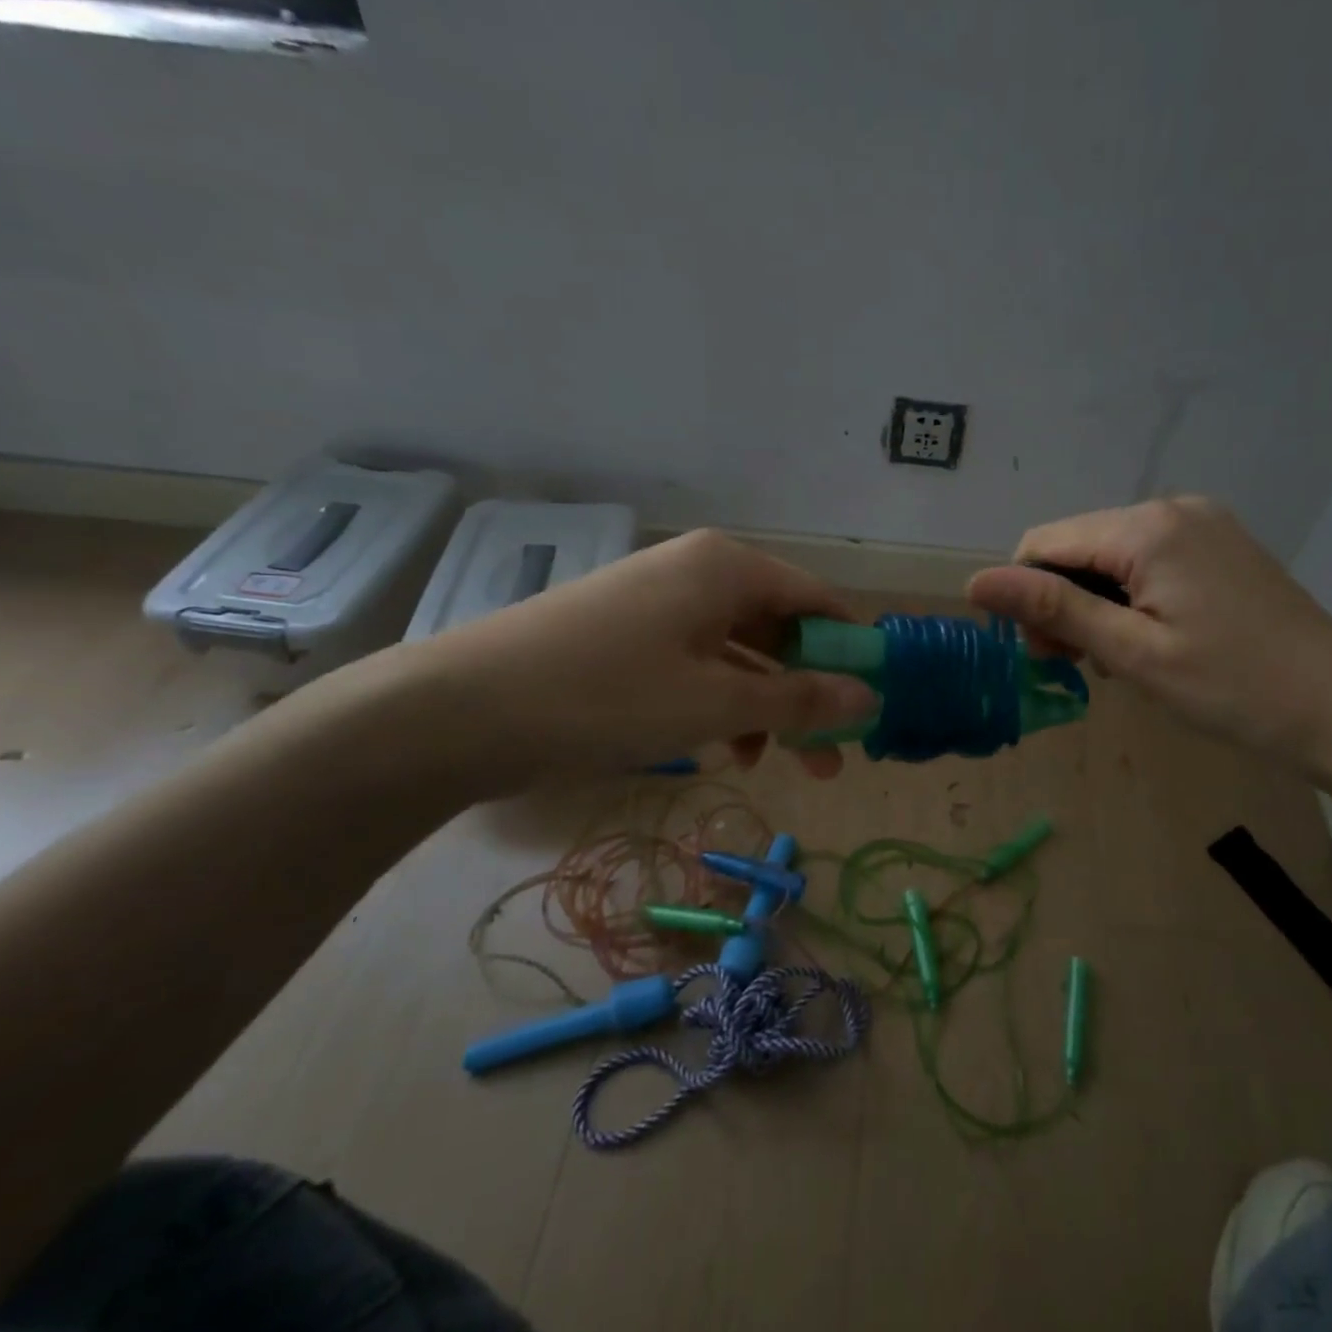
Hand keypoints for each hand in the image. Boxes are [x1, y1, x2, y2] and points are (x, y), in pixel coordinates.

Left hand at [376, 529, 878, 791]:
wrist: (461, 709)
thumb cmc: (607, 695)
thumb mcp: (716, 702)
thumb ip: (800, 699)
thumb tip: (871, 698)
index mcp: (729, 568)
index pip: (819, 601)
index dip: (850, 654)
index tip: (868, 709)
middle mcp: (699, 571)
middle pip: (780, 628)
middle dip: (808, 692)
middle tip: (830, 757)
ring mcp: (659, 602)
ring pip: (738, 652)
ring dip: (764, 705)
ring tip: (772, 763)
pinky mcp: (628, 634)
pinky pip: (697, 663)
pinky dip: (719, 702)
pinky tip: (719, 748)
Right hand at [967, 497, 1331, 770]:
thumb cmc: (1232, 687)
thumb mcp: (1132, 652)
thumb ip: (1053, 608)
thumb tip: (975, 581)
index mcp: (1146, 528)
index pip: (1044, 542)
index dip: (1025, 594)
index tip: (1044, 653)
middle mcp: (1172, 508)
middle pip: (1077, 546)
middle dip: (1062, 601)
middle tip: (1078, 665)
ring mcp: (1202, 523)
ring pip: (1110, 556)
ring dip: (1095, 604)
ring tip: (1116, 659)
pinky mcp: (1219, 545)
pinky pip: (1147, 560)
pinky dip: (1130, 597)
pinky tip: (1148, 638)